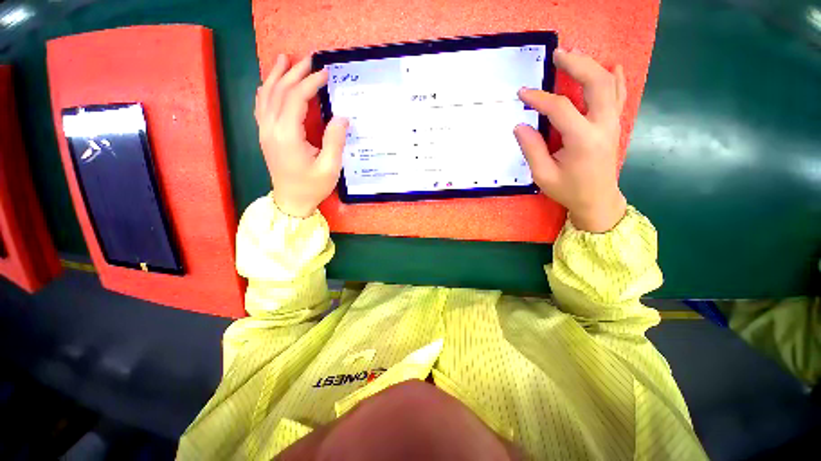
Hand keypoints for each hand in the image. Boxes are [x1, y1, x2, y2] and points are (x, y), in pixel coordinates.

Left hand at [255, 54, 347, 217]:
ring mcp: (264, 131)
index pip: (295, 98)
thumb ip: (335, 141)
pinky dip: (266, 90)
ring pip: (266, 94)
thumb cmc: (312, 187)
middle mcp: (271, 128)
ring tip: (285, 59)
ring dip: (276, 75)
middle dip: (295, 72)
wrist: (291, 201)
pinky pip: (261, 105)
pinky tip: (271, 83)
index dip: (310, 82)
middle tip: (309, 59)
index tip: (325, 73)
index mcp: (287, 135)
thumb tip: (342, 117)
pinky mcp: (265, 135)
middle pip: (279, 91)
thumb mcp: (330, 168)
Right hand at [515, 49, 627, 232]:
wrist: (598, 200)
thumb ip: (532, 149)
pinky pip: (619, 95)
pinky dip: (616, 78)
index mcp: (583, 139)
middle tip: (558, 55)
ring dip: (592, 65)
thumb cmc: (569, 190)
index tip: (523, 93)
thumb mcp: (543, 175)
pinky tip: (612, 65)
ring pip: (609, 84)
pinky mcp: (614, 125)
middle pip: (596, 83)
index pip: (560, 108)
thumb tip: (520, 126)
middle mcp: (602, 125)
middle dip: (577, 64)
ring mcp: (612, 123)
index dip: (539, 98)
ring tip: (575, 55)